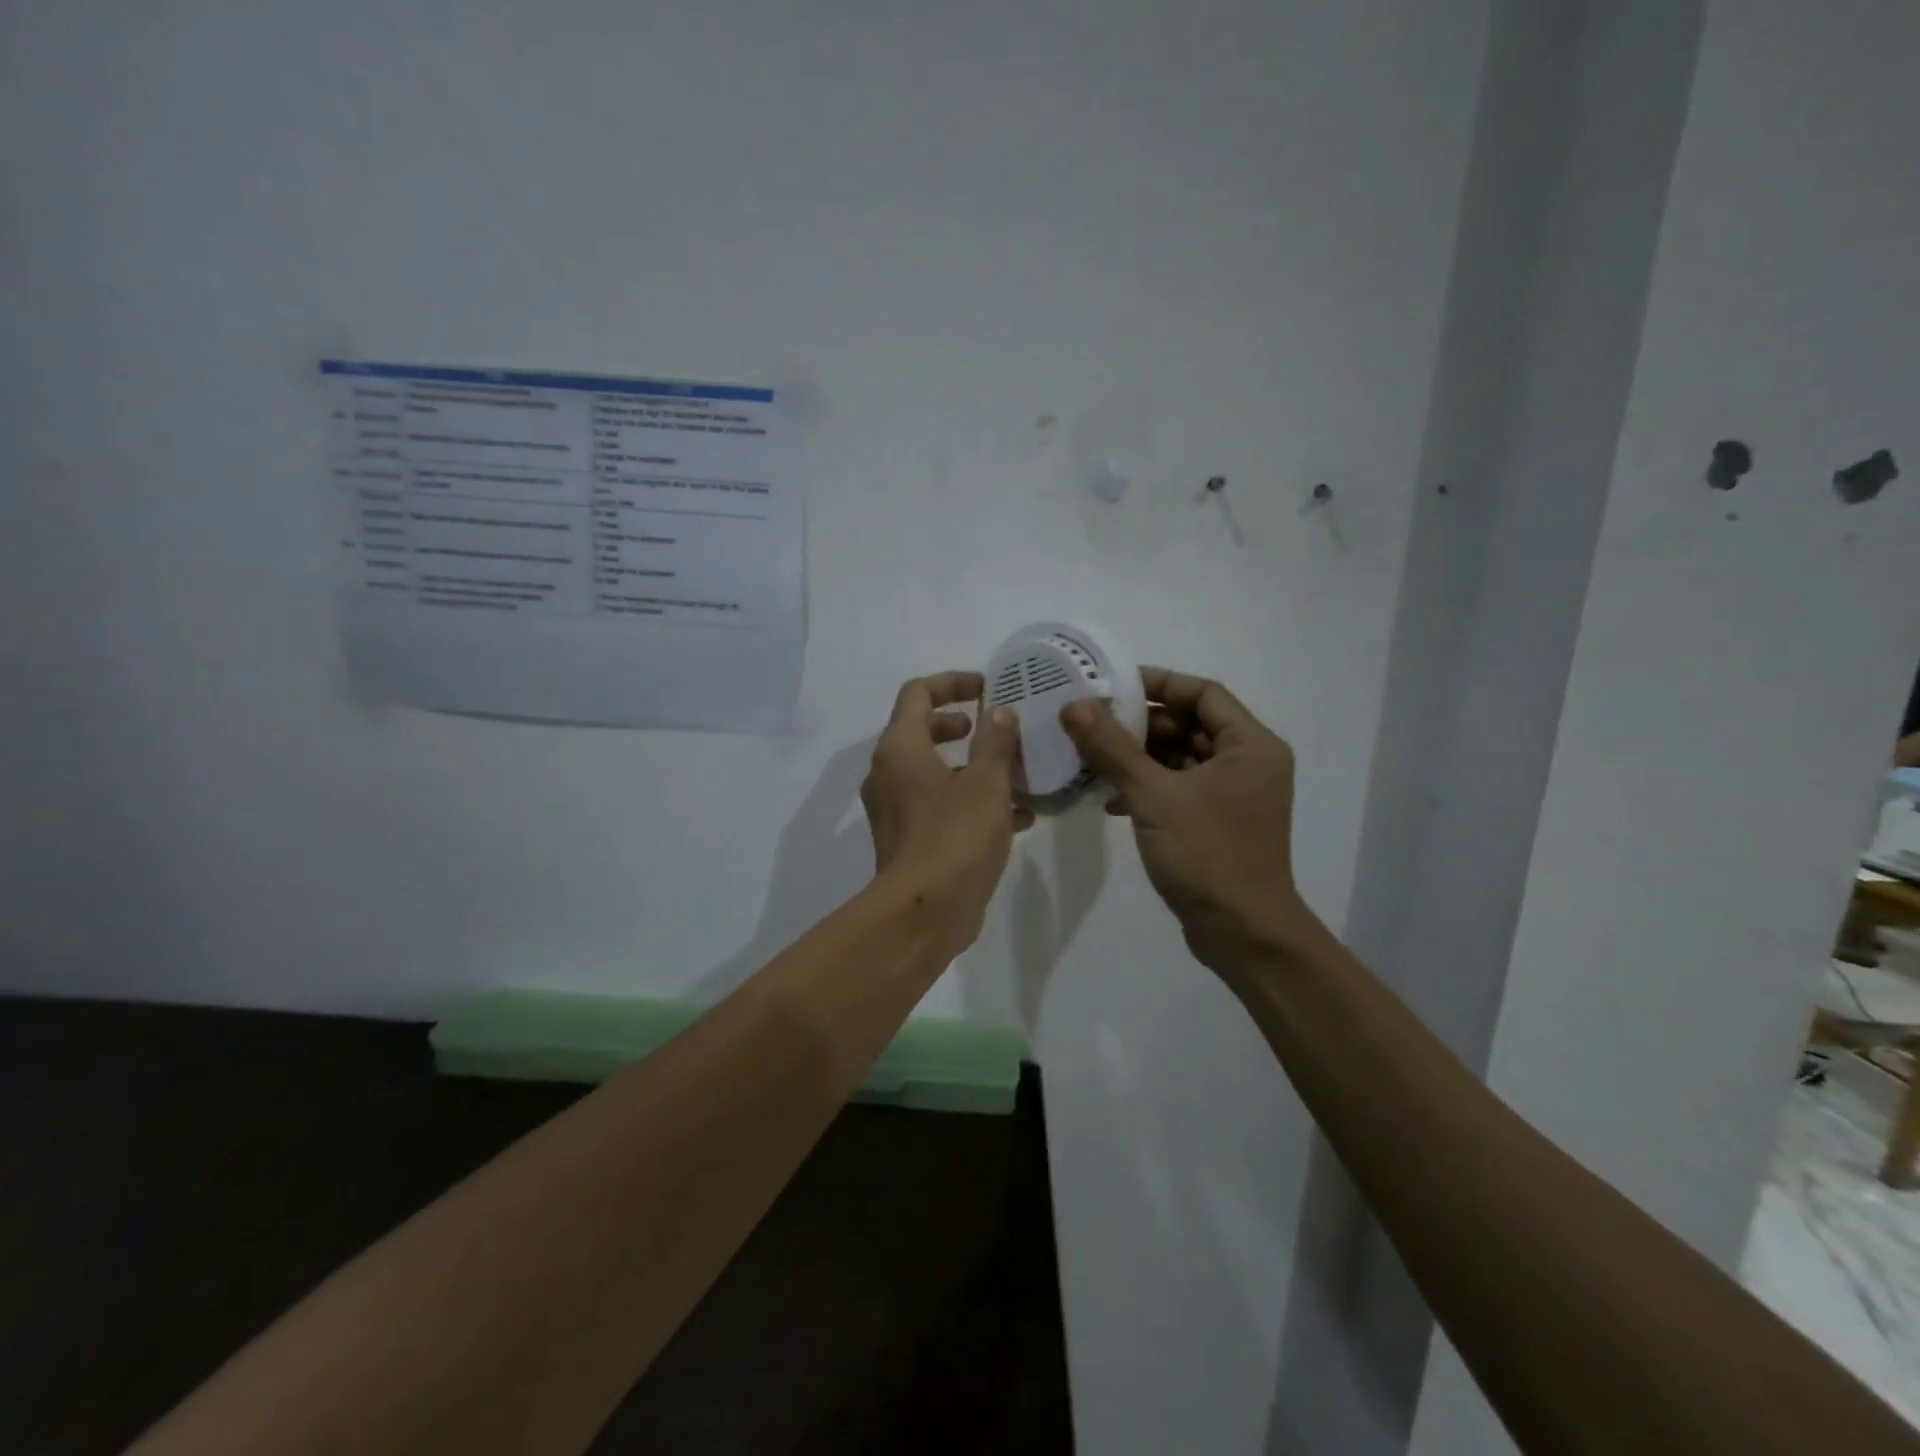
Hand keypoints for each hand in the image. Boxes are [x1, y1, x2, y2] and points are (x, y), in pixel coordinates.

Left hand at [862, 671, 1030, 948]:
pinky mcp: (907, 839)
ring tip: (1014, 772)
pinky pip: (938, 804)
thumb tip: (999, 712)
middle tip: (992, 728)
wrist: (924, 912)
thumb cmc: (955, 836)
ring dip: (971, 766)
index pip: (918, 693)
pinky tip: (1017, 816)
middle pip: (920, 730)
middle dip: (959, 725)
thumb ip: (995, 741)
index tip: (987, 688)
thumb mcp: (987, 782)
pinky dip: (969, 800)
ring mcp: (895, 808)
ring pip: (933, 772)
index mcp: (900, 748)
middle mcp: (888, 773)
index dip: (952, 682)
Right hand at [1061, 668, 1316, 974]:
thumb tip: (1074, 706)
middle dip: (1141, 723)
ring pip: (1181, 759)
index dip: (1159, 683)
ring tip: (1092, 757)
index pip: (1203, 693)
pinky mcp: (1217, 823)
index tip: (1114, 685)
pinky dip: (1148, 787)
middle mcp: (1248, 764)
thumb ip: (1113, 748)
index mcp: (1250, 746)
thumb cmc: (1207, 855)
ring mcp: (1234, 796)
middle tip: (1093, 722)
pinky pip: (1179, 789)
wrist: (1242, 933)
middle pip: (1191, 724)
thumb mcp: (1153, 795)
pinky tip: (1109, 799)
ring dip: (1139, 757)